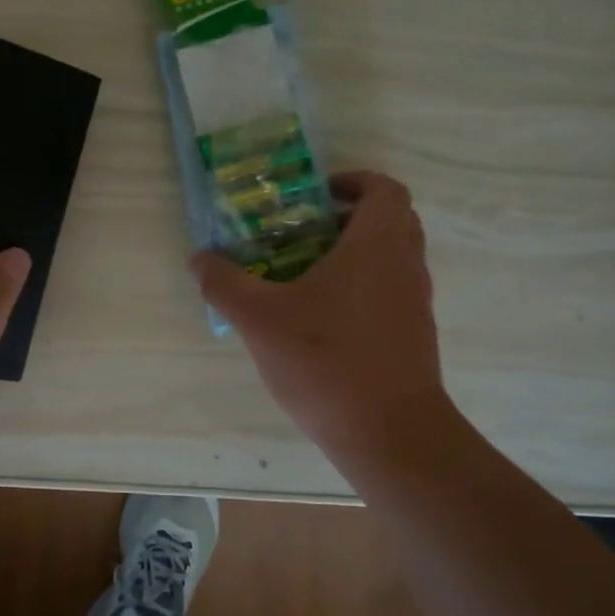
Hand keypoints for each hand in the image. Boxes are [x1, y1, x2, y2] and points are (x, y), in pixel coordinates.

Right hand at [193, 171, 454, 464]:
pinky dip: (363, 288)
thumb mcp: (259, 319)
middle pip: (393, 220)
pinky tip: (321, 318)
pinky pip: (391, 292)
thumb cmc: (327, 361)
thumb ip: (225, 283)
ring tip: (306, 272)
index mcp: (376, 246)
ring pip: (394, 259)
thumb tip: (199, 259)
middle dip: (352, 216)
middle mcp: (405, 266)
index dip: (354, 181)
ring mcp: (415, 304)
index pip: (384, 189)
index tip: (317, 194)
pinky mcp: (414, 337)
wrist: (391, 434)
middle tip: (307, 229)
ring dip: (357, 253)